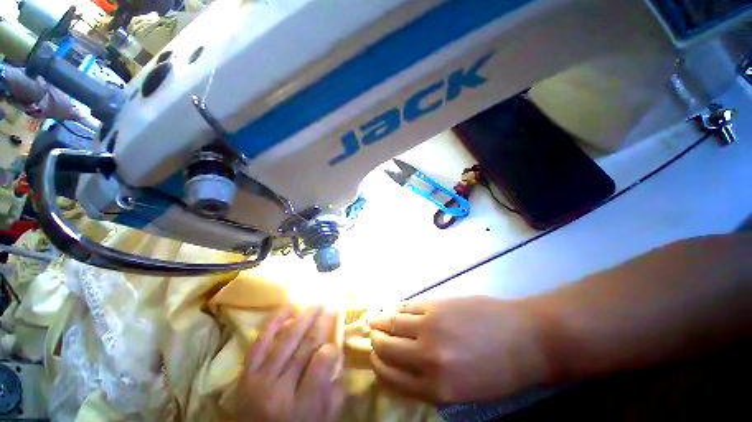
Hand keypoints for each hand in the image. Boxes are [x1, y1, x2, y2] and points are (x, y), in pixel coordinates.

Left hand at [238, 305, 344, 421]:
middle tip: (330, 305)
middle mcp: (278, 390)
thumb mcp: (322, 420)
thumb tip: (337, 355)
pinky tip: (289, 307)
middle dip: (321, 321)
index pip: (321, 363)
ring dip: (305, 317)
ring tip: (317, 304)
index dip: (331, 347)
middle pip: (305, 345)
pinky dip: (275, 321)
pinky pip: (261, 340)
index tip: (336, 341)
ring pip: (287, 338)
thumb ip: (335, 391)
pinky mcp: (245, 373)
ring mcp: (259, 379)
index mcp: (301, 407)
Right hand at [367, 296, 550, 402]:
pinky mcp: (436, 305)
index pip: (391, 378)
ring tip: (375, 320)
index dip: (378, 367)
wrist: (524, 339)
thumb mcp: (464, 392)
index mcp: (436, 388)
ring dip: (380, 322)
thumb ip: (430, 382)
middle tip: (373, 338)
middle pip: (387, 349)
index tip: (374, 359)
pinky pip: (407, 306)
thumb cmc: (498, 371)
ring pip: (392, 324)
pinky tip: (397, 309)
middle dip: (375, 344)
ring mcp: (430, 326)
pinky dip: (398, 309)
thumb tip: (404, 368)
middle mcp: (427, 358)